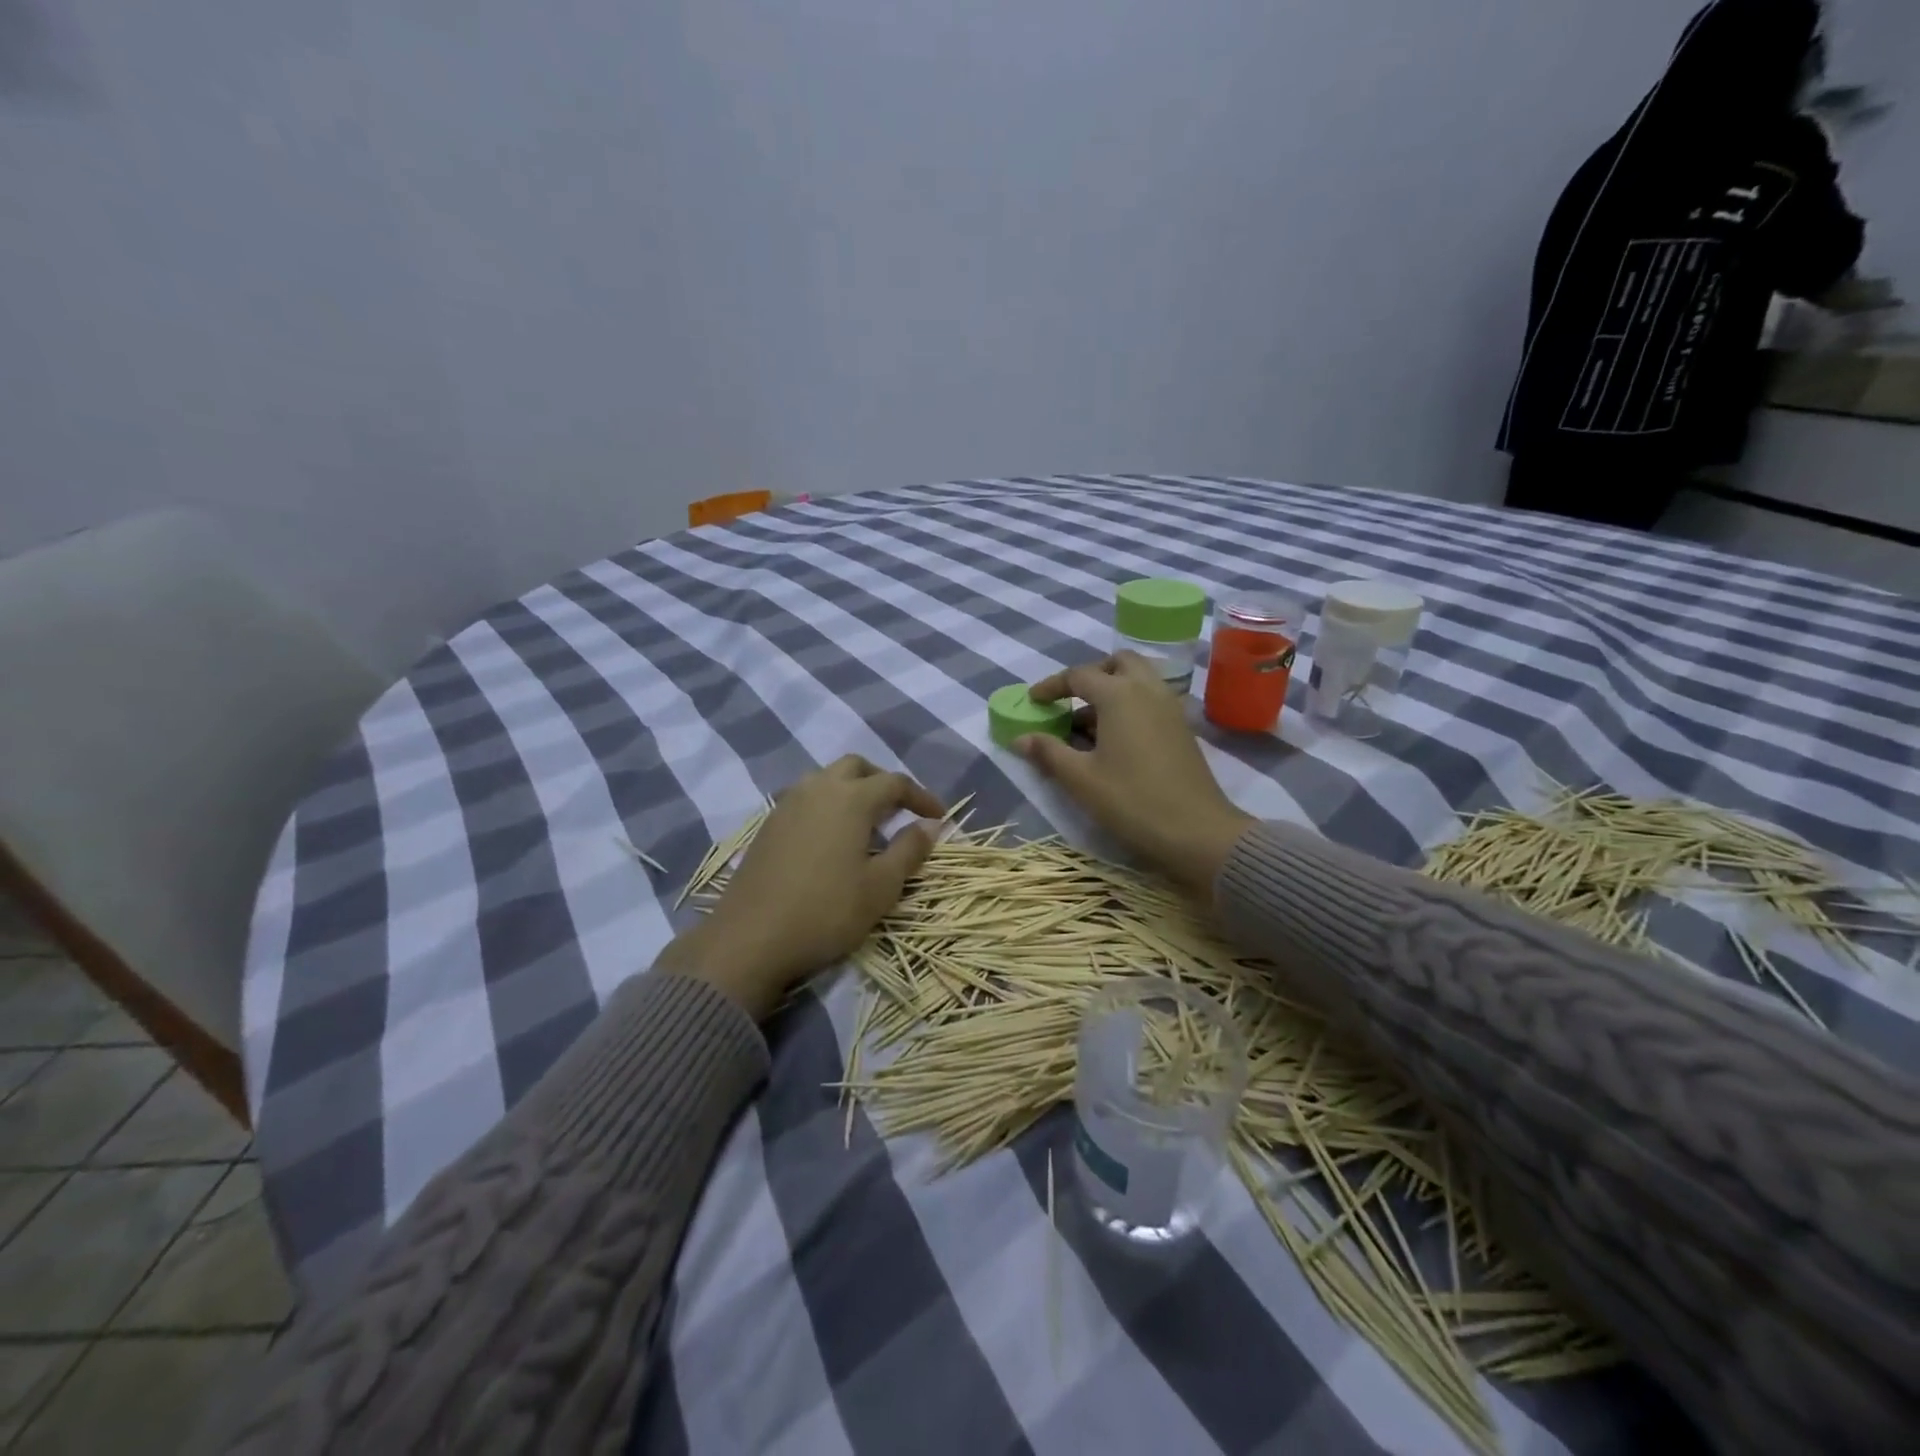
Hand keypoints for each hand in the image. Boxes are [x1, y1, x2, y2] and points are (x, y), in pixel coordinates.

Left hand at [660, 756, 942, 1018]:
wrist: (750, 938)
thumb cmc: (826, 911)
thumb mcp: (881, 887)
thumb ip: (909, 849)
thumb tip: (929, 825)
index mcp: (850, 799)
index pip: (895, 782)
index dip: (921, 797)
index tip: (939, 818)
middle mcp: (818, 789)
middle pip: (856, 767)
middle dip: (883, 781)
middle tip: (900, 809)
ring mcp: (787, 804)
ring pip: (826, 779)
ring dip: (852, 790)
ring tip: (867, 822)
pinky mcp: (768, 825)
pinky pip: (806, 798)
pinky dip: (827, 805)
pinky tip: (832, 837)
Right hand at [1020, 653, 1252, 896]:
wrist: (1197, 831)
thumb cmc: (1132, 800)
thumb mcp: (1081, 779)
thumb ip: (1049, 752)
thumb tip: (1020, 738)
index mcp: (1119, 694)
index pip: (1078, 675)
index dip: (1051, 686)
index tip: (1033, 701)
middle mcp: (1147, 689)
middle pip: (1117, 663)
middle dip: (1091, 675)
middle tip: (1070, 701)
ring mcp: (1170, 707)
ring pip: (1138, 680)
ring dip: (1112, 689)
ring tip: (1088, 725)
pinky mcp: (1182, 727)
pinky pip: (1151, 699)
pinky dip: (1130, 705)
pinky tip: (1115, 740)